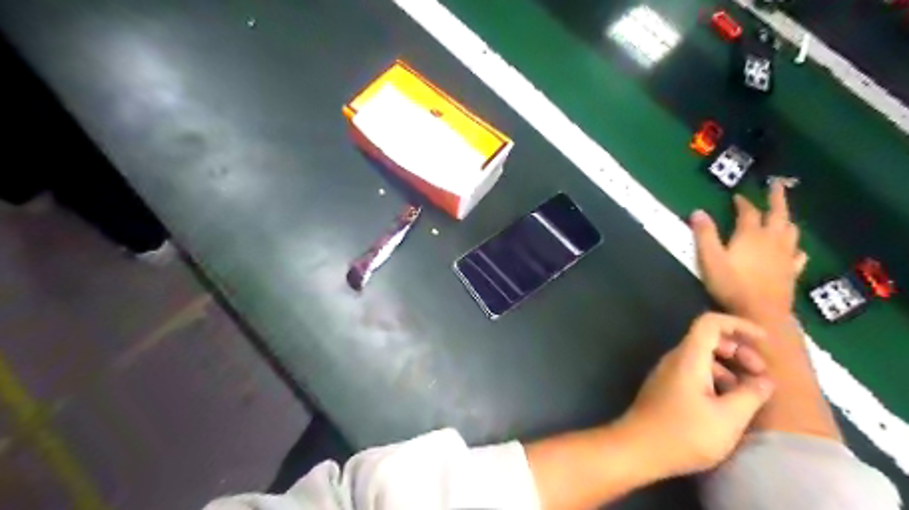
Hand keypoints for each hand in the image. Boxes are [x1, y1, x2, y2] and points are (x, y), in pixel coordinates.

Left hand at [626, 314, 773, 479]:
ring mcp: (667, 373)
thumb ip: (750, 394)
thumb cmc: (684, 433)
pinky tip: (728, 403)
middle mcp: (675, 359)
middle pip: (708, 339)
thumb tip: (764, 380)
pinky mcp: (665, 387)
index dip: (738, 325)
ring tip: (749, 392)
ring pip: (702, 357)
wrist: (638, 448)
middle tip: (761, 373)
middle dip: (738, 350)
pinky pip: (694, 372)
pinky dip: (715, 378)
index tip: (764, 341)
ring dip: (728, 367)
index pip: (710, 323)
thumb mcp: (728, 418)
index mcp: (688, 357)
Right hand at [693, 180, 804, 318]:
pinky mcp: (791, 272)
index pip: (748, 213)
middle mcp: (771, 241)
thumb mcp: (710, 260)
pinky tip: (796, 249)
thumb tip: (698, 212)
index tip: (737, 196)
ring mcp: (784, 256)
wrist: (761, 313)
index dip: (743, 203)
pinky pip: (798, 254)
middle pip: (778, 214)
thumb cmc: (731, 285)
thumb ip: (704, 235)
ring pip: (791, 231)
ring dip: (787, 219)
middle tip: (778, 185)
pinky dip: (795, 246)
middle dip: (777, 199)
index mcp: (750, 235)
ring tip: (784, 215)